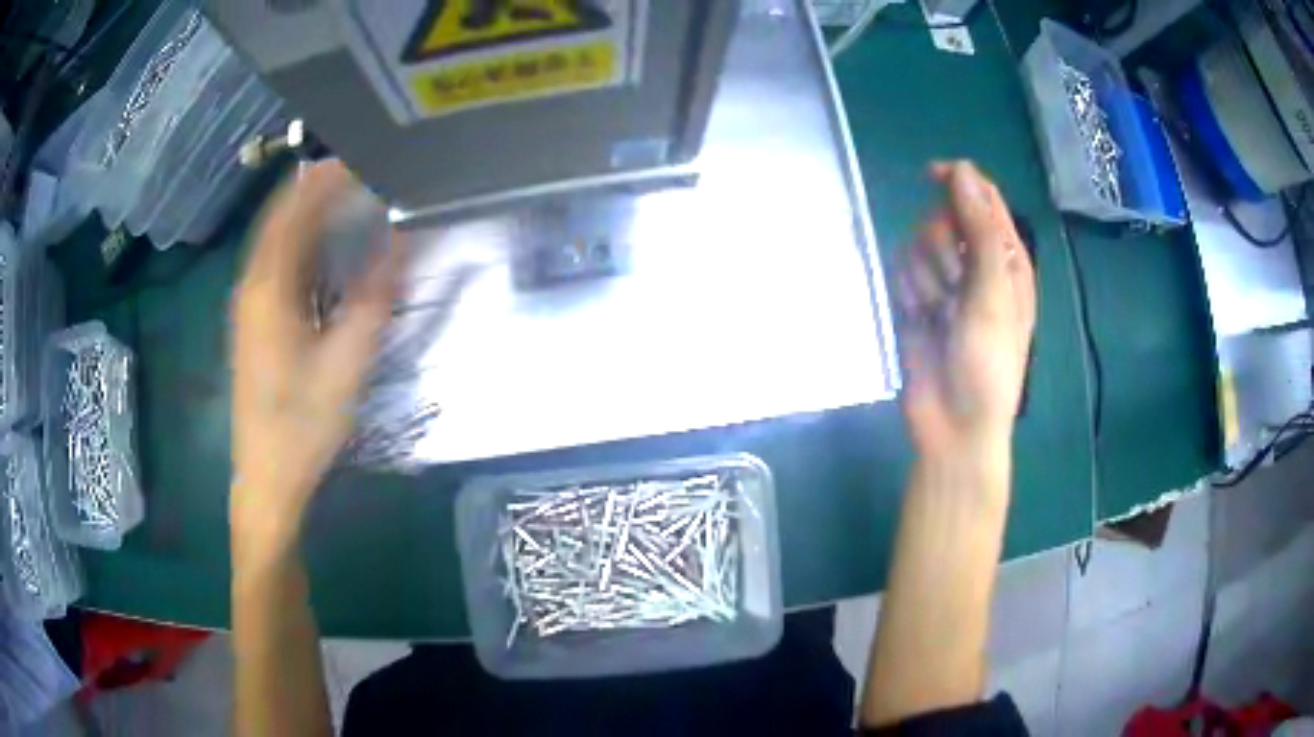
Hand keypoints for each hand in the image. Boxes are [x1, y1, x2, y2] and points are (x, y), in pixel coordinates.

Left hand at [230, 162, 401, 563]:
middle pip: (282, 215)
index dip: (329, 177)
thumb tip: (404, 238)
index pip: (295, 207)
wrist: (266, 477)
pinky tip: (326, 244)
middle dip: (321, 187)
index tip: (368, 156)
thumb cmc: (304, 424)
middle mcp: (251, 285)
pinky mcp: (253, 320)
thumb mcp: (347, 361)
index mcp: (269, 288)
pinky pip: (276, 261)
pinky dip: (302, 239)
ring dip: (311, 212)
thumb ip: (375, 294)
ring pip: (277, 237)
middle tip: (368, 170)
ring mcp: (248, 303)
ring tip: (352, 195)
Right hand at [897, 161, 1035, 456]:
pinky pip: (901, 270)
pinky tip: (919, 319)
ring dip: (925, 275)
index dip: (959, 180)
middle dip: (942, 245)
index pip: (984, 198)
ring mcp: (944, 282)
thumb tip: (961, 169)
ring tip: (938, 313)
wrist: (953, 424)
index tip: (931, 174)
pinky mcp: (916, 299)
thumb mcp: (994, 295)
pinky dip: (907, 292)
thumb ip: (981, 230)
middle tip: (953, 284)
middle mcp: (976, 264)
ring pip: (919, 243)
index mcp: (1008, 259)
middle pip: (945, 216)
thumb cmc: (989, 365)